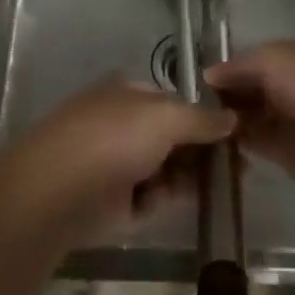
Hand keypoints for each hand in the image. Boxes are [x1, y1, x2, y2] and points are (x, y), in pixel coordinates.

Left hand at [0, 76, 234, 241]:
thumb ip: (202, 118)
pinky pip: (148, 197)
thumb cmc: (112, 138)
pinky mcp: (111, 201)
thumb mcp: (165, 117)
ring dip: (187, 177)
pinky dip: (162, 199)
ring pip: (163, 169)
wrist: (57, 190)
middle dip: (201, 152)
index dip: (205, 118)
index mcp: (126, 93)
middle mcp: (120, 123)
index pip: (173, 102)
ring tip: (218, 188)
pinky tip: (173, 202)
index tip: (236, 137)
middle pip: (171, 137)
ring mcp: (114, 162)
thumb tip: (231, 118)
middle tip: (238, 171)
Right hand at [206, 37, 294, 195]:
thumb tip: (209, 75)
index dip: (234, 68)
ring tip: (201, 123)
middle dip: (232, 94)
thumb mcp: (271, 58)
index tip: (203, 81)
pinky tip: (217, 141)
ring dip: (234, 119)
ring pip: (258, 116)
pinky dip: (241, 143)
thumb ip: (238, 65)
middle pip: (259, 88)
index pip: (261, 58)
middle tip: (197, 104)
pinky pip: (261, 144)